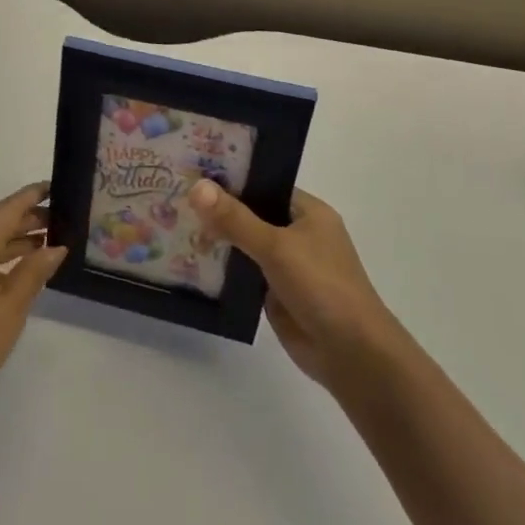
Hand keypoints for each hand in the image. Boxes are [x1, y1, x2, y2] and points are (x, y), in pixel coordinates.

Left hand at [0, 183, 65, 433]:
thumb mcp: (9, 311)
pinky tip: (18, 273)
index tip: (56, 187)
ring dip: (14, 243)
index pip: (7, 209)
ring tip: (47, 246)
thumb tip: (55, 247)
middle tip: (62, 222)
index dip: (32, 196)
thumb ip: (33, 273)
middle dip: (27, 221)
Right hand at [189, 182, 405, 390]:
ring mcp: (287, 265)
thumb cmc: (321, 286)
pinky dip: (223, 268)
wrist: (351, 353)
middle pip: (252, 214)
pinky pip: (243, 273)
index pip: (264, 185)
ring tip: (173, 222)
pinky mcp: (276, 294)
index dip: (231, 179)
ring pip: (245, 245)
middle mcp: (298, 234)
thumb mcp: (276, 246)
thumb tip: (197, 187)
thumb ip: (235, 219)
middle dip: (219, 210)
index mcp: (308, 213)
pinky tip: (189, 260)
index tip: (193, 172)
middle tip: (174, 195)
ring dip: (217, 239)